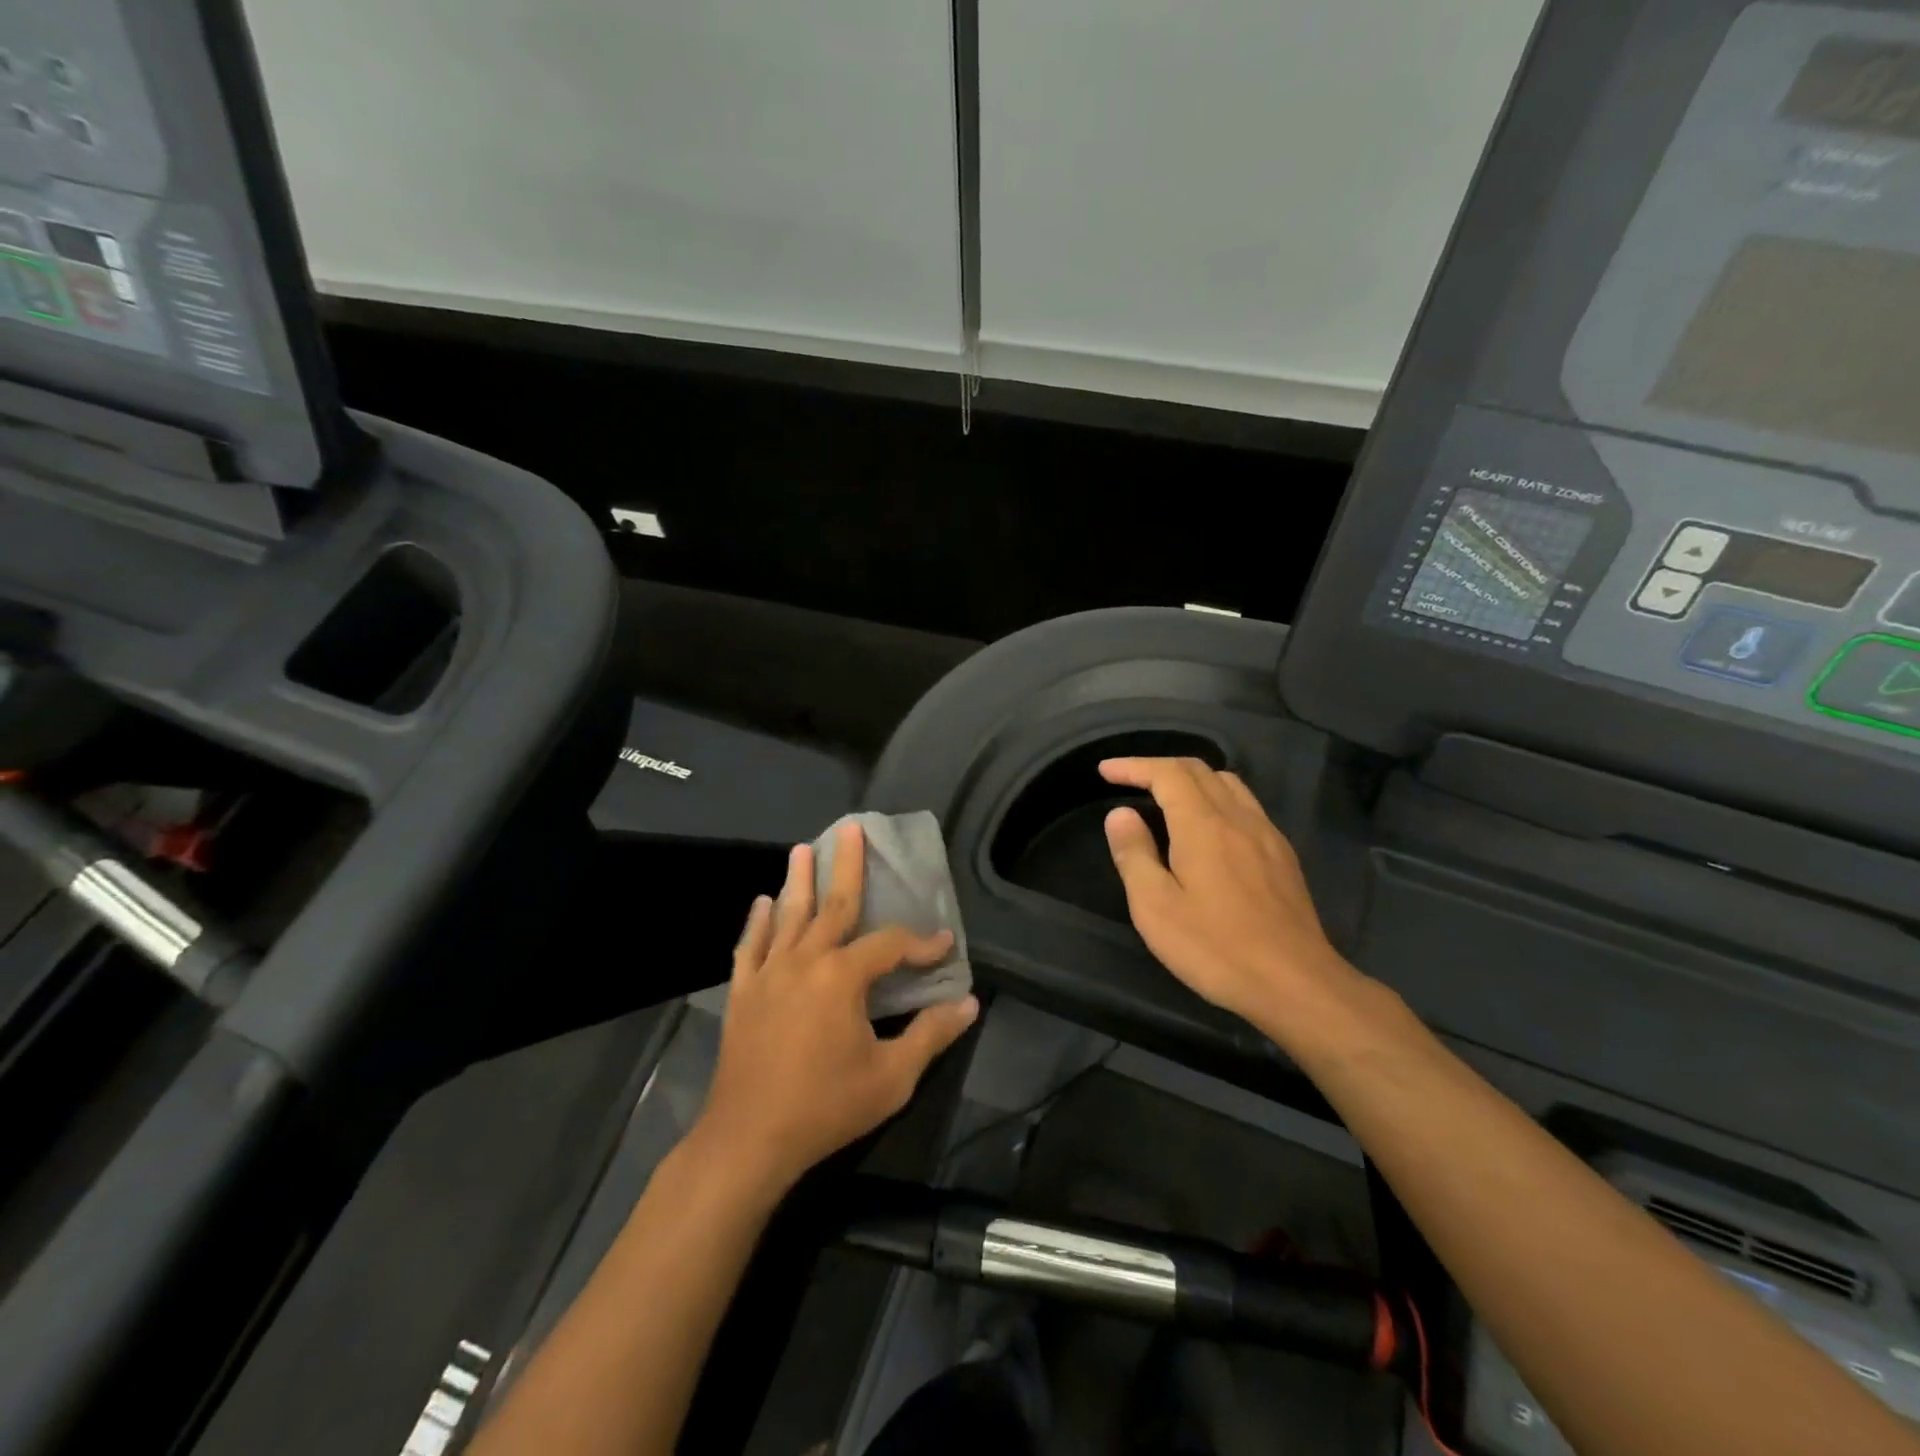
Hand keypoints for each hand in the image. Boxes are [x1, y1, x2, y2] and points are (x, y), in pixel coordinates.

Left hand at [698, 823, 979, 1192]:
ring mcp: (769, 973)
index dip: (921, 942)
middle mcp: (805, 961)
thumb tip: (970, 1004)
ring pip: (789, 915)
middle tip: (851, 829)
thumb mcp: (891, 1078)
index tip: (943, 943)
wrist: (748, 1139)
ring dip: (798, 880)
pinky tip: (762, 903)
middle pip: (833, 905)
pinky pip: (751, 945)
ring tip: (803, 848)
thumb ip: (931, 1035)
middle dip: (846, 866)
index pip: (891, 945)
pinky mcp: (743, 992)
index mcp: (842, 977)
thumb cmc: (825, 1107)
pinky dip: (758, 922)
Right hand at [1101, 757, 1361, 1040]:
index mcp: (1203, 825)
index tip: (1105, 771)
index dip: (1134, 766)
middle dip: (1159, 767)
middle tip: (1129, 780)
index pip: (1167, 774)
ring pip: (1227, 784)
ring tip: (1166, 797)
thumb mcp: (1156, 907)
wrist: (1296, 984)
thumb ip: (1134, 854)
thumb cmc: (1216, 948)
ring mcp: (1267, 835)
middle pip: (1199, 770)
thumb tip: (1120, 814)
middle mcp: (1238, 818)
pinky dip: (1217, 799)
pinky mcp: (1283, 856)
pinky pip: (1246, 806)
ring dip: (1191, 779)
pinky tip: (1209, 828)